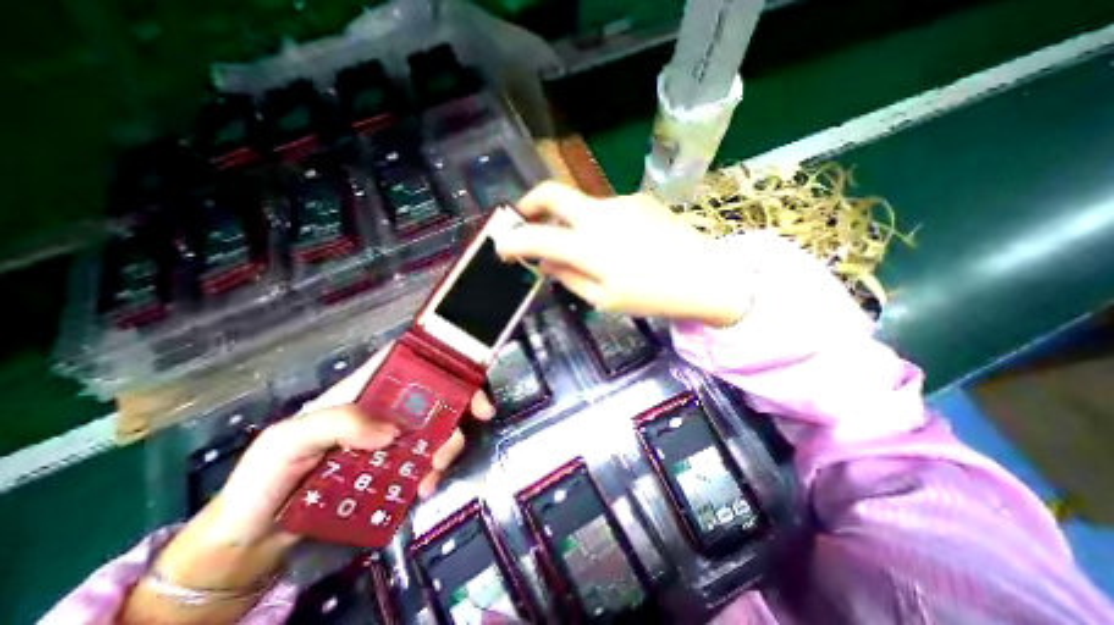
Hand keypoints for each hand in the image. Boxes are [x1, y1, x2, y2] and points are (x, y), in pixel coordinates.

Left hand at [204, 349, 493, 548]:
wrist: (253, 538)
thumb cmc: (265, 478)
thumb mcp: (287, 441)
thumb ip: (336, 424)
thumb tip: (391, 432)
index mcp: (362, 392)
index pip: (406, 361)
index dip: (438, 358)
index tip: (463, 371)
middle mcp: (383, 410)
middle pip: (433, 393)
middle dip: (461, 401)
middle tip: (480, 415)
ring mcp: (392, 440)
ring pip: (436, 427)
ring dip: (448, 443)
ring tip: (436, 469)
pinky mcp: (394, 468)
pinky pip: (426, 461)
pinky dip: (434, 471)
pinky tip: (425, 486)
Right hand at [494, 180, 748, 324]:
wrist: (706, 276)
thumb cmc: (652, 296)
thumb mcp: (604, 298)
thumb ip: (568, 277)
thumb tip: (545, 261)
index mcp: (590, 247)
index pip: (537, 237)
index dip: (513, 242)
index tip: (502, 248)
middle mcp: (600, 215)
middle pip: (552, 193)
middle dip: (529, 203)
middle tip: (523, 219)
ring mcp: (621, 202)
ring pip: (581, 205)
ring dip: (570, 221)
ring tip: (583, 249)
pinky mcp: (638, 200)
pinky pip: (605, 210)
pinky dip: (596, 224)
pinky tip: (616, 245)